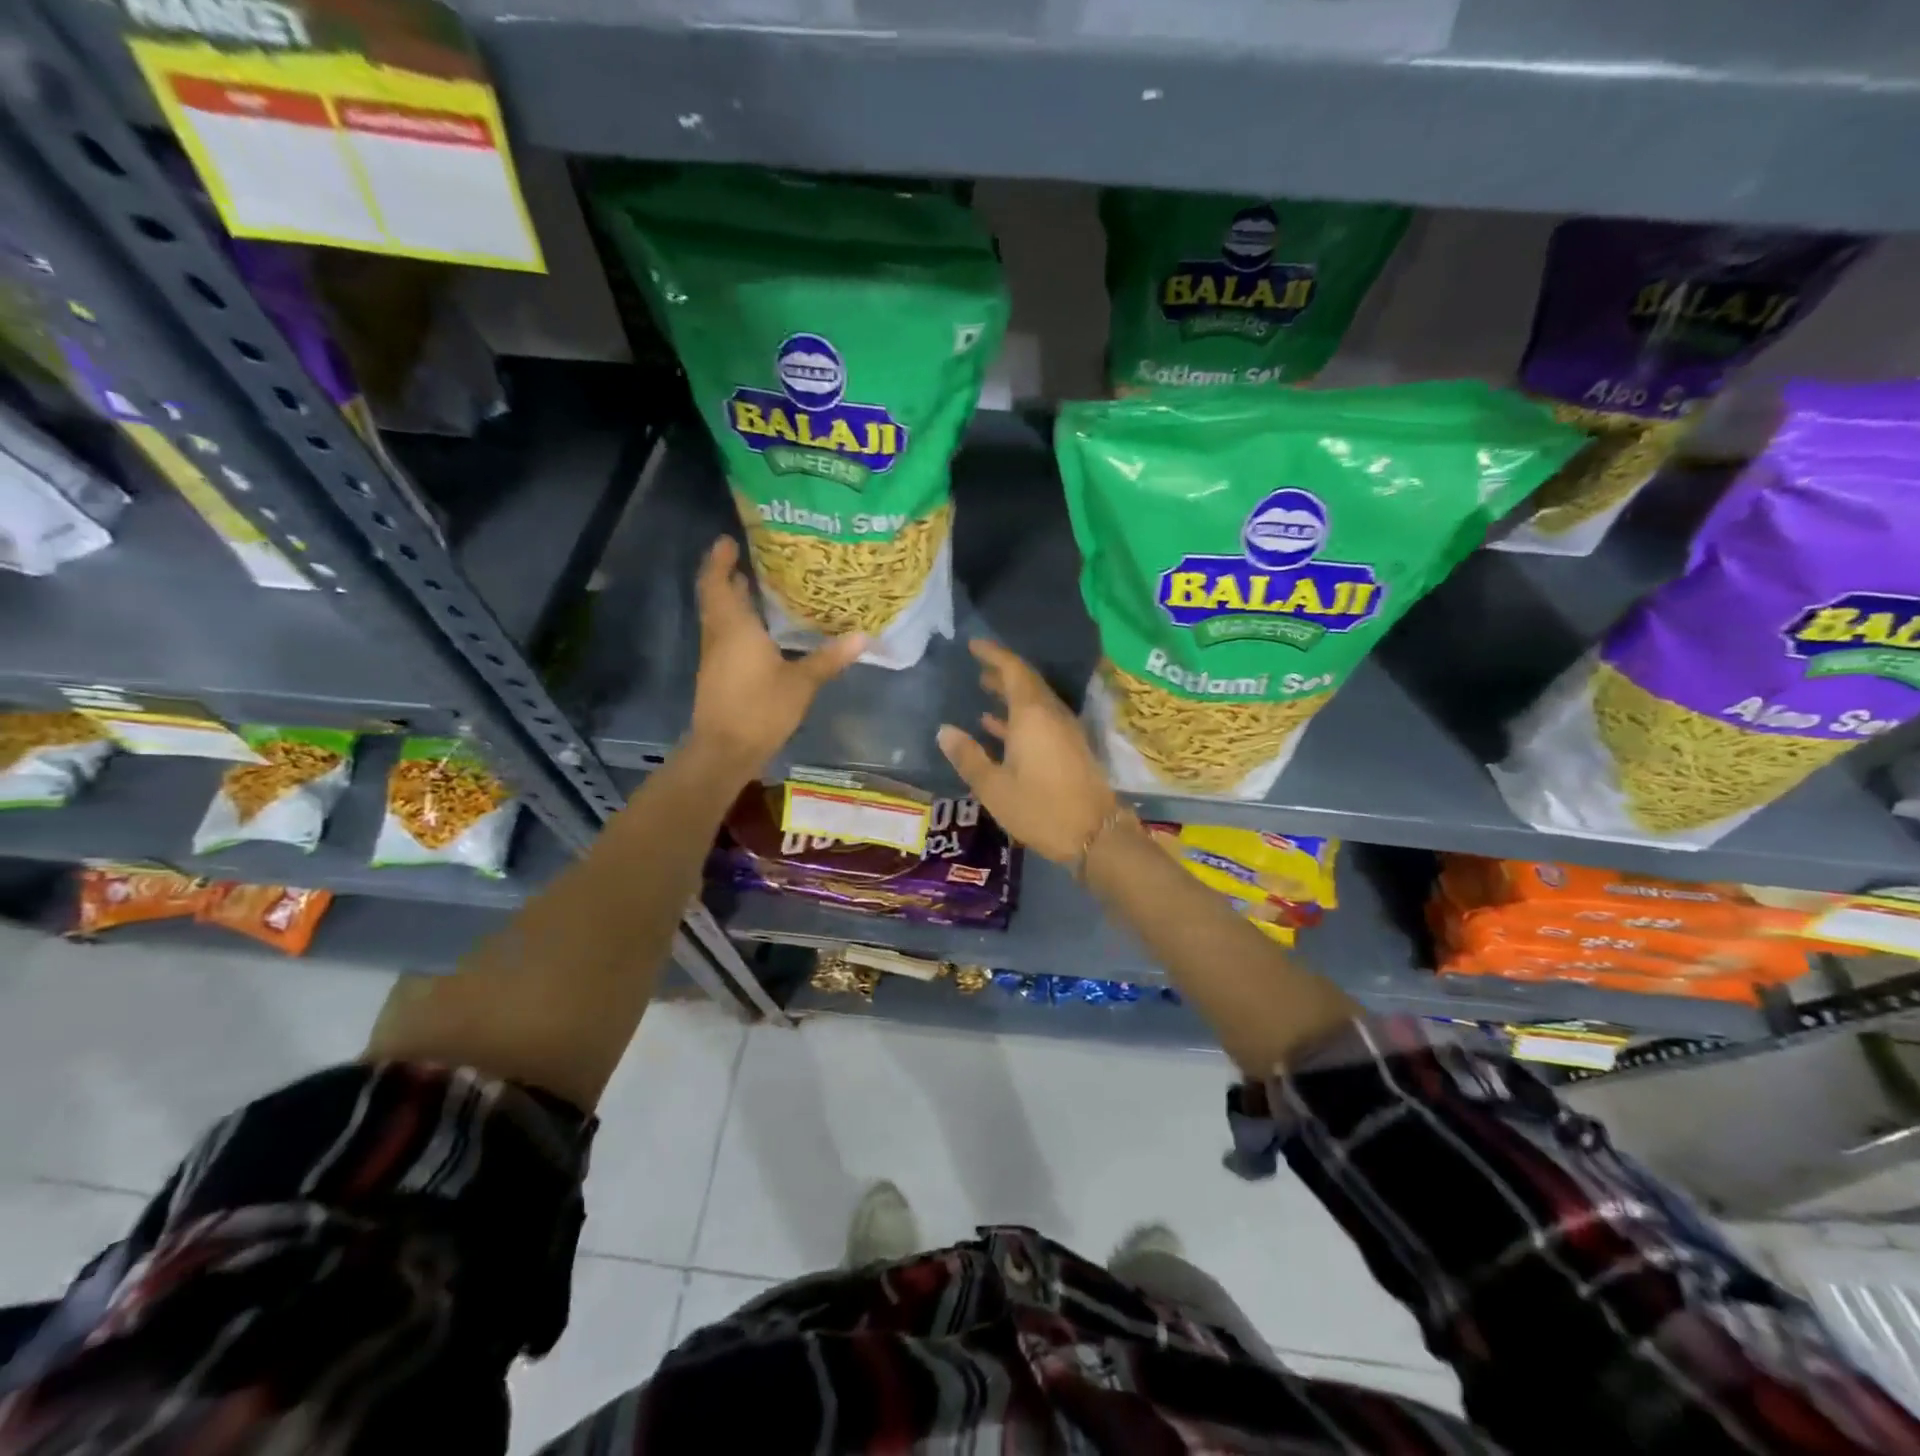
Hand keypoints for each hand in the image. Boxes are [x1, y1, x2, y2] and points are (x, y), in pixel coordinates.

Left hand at [687, 536, 864, 777]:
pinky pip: (724, 635)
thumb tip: (863, 636)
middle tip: (751, 558)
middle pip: (715, 596)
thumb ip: (829, 658)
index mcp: (735, 627)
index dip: (719, 559)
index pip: (718, 582)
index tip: (729, 540)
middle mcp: (719, 635)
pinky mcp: (718, 674)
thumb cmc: (760, 710)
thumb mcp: (801, 683)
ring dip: (731, 599)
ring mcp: (715, 656)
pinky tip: (761, 629)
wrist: (724, 751)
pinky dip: (737, 622)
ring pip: (718, 616)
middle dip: (727, 575)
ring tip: (757, 586)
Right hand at [937, 639, 1121, 863]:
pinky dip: (1019, 717)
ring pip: (1035, 702)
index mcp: (1033, 715)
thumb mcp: (994, 787)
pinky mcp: (1070, 748)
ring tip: (984, 689)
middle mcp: (1052, 715)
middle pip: (1027, 683)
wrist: (1096, 835)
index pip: (1014, 670)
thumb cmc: (1040, 809)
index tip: (973, 645)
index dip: (994, 654)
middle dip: (1001, 672)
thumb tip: (945, 730)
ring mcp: (1064, 732)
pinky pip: (1041, 720)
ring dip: (1010, 694)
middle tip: (976, 667)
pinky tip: (997, 727)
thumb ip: (968, 756)